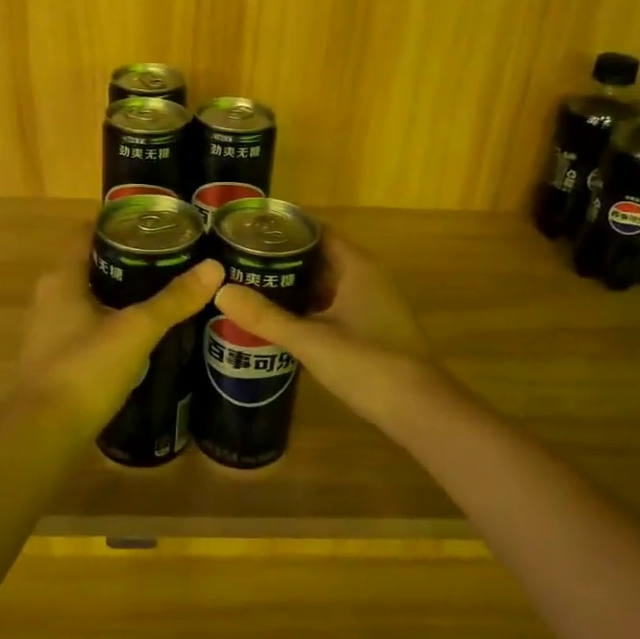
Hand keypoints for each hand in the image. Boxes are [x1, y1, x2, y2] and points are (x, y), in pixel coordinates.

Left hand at [15, 242, 224, 434]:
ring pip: (88, 296)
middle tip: (169, 255)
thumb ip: (173, 300)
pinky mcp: (56, 356)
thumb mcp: (136, 330)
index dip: (117, 222)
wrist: (45, 433)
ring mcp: (48, 329)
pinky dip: (111, 319)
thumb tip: (214, 268)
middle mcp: (49, 296)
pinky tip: (140, 330)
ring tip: (161, 289)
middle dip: (126, 258)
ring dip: (119, 290)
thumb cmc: (85, 369)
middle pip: (89, 263)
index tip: (154, 221)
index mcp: (61, 278)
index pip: (86, 233)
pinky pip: (86, 324)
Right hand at [210, 233, 443, 429]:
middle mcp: (367, 277)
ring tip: (250, 286)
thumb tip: (221, 291)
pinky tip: (280, 319)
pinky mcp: (371, 328)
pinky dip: (308, 307)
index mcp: (357, 266)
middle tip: (239, 260)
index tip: (247, 231)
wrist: (419, 409)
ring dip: (294, 285)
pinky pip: (333, 305)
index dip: (283, 229)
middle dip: (282, 258)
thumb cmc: (367, 362)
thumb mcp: (310, 339)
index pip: (316, 231)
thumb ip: (265, 317)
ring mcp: (372, 304)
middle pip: (319, 256)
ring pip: (326, 284)